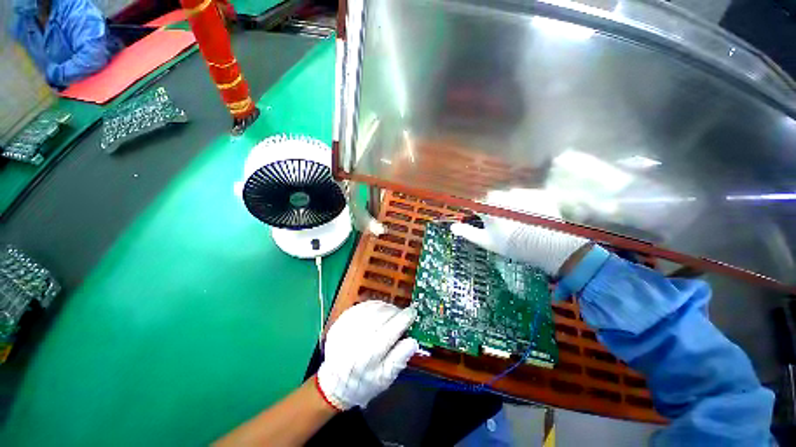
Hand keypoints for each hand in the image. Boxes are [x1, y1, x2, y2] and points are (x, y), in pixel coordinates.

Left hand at [316, 301, 418, 410]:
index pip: (391, 330)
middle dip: (395, 311)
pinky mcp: (340, 322)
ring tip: (391, 312)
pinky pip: (360, 307)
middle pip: (381, 315)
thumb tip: (413, 341)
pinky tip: (377, 310)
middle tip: (402, 314)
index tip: (413, 313)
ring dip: (385, 307)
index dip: (404, 319)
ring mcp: (346, 328)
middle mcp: (357, 338)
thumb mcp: (385, 379)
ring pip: (371, 308)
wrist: (334, 384)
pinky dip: (372, 306)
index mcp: (370, 355)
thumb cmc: (363, 383)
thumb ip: (399, 358)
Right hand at [450, 188, 588, 276]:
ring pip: (511, 195)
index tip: (483, 219)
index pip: (477, 204)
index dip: (480, 211)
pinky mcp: (538, 193)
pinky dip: (529, 202)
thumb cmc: (510, 244)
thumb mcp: (486, 241)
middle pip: (494, 197)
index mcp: (488, 206)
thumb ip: (467, 233)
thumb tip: (452, 227)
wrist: (545, 245)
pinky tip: (534, 215)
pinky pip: (529, 195)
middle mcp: (503, 195)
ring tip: (521, 219)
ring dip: (513, 204)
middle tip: (505, 222)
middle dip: (496, 206)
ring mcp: (522, 193)